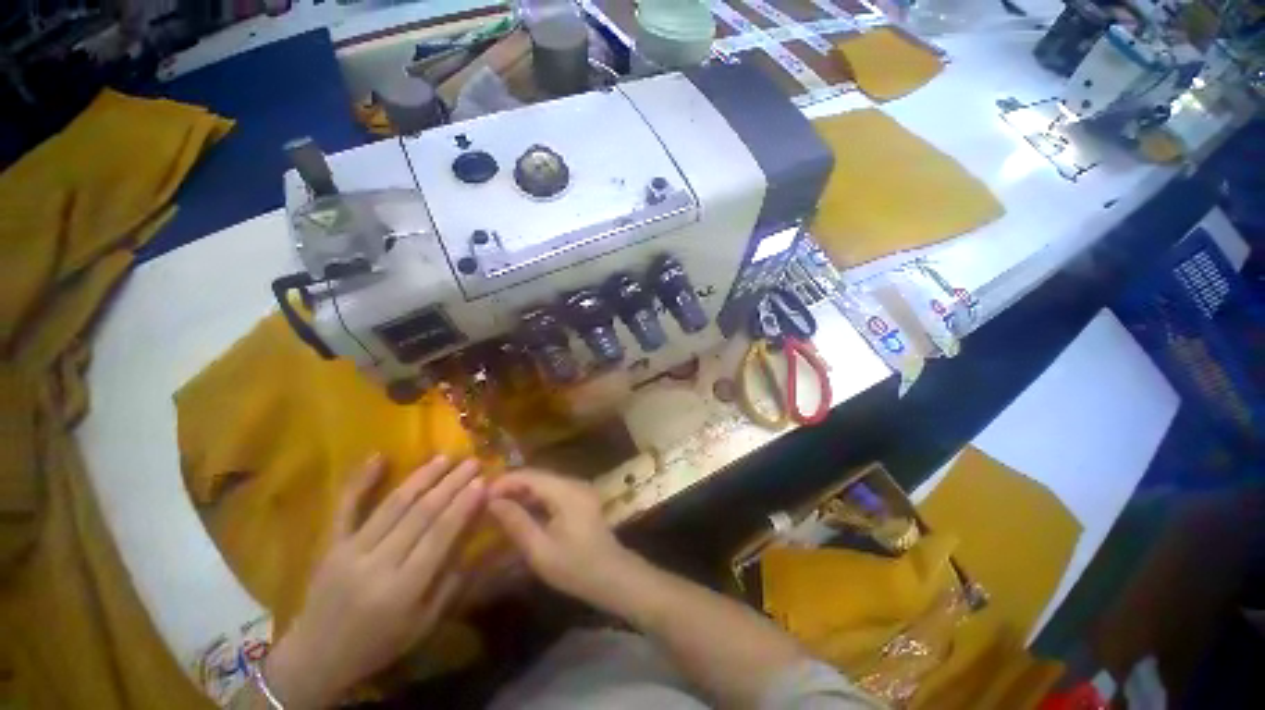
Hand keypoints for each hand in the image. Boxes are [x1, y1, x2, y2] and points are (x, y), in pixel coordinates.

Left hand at [264, 455, 485, 709]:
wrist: (315, 658)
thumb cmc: (378, 644)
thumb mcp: (423, 624)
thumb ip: (451, 582)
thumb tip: (475, 539)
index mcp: (401, 589)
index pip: (439, 536)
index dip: (462, 506)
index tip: (482, 482)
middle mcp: (376, 565)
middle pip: (420, 514)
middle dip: (450, 484)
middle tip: (472, 461)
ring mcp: (349, 551)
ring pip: (392, 505)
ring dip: (422, 477)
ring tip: (445, 457)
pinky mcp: (330, 544)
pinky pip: (346, 507)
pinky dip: (361, 480)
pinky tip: (379, 456)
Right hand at [487, 470, 638, 609]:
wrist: (613, 576)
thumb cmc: (576, 567)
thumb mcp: (540, 550)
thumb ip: (517, 522)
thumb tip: (492, 502)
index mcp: (567, 491)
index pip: (531, 475)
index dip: (505, 481)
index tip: (480, 494)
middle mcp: (574, 483)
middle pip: (538, 476)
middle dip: (511, 486)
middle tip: (485, 501)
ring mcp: (580, 489)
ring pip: (545, 482)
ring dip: (522, 491)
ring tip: (497, 506)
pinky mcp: (581, 498)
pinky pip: (553, 491)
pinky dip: (535, 498)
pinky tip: (521, 510)